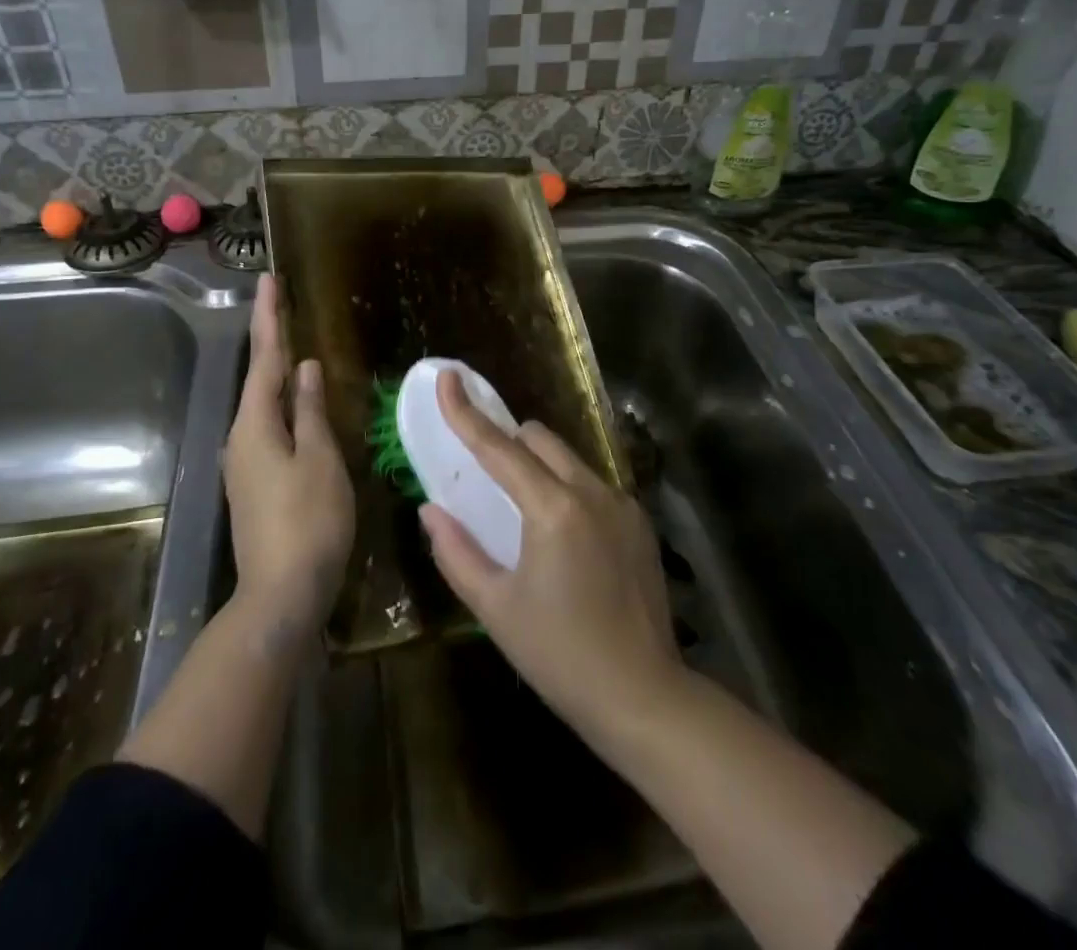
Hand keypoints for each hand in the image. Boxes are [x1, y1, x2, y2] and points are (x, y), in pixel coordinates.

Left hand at [223, 275, 354, 631]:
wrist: (281, 595)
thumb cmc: (308, 521)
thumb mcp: (320, 459)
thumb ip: (311, 411)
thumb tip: (305, 370)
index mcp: (255, 424)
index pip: (265, 358)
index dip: (270, 317)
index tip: (269, 280)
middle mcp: (242, 437)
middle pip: (258, 377)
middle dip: (270, 338)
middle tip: (280, 301)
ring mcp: (245, 463)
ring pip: (263, 404)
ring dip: (276, 370)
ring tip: (291, 342)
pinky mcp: (256, 483)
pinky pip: (269, 428)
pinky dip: (283, 404)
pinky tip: (297, 403)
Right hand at [420, 372, 683, 737]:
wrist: (645, 698)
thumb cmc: (560, 655)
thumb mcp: (495, 608)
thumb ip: (456, 551)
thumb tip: (431, 509)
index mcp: (552, 509)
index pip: (499, 446)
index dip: (466, 412)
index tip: (448, 377)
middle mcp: (591, 492)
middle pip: (539, 439)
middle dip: (508, 443)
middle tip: (487, 478)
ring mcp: (622, 505)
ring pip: (568, 459)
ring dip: (539, 468)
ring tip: (527, 516)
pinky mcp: (639, 523)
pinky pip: (592, 485)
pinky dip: (568, 491)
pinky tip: (566, 542)